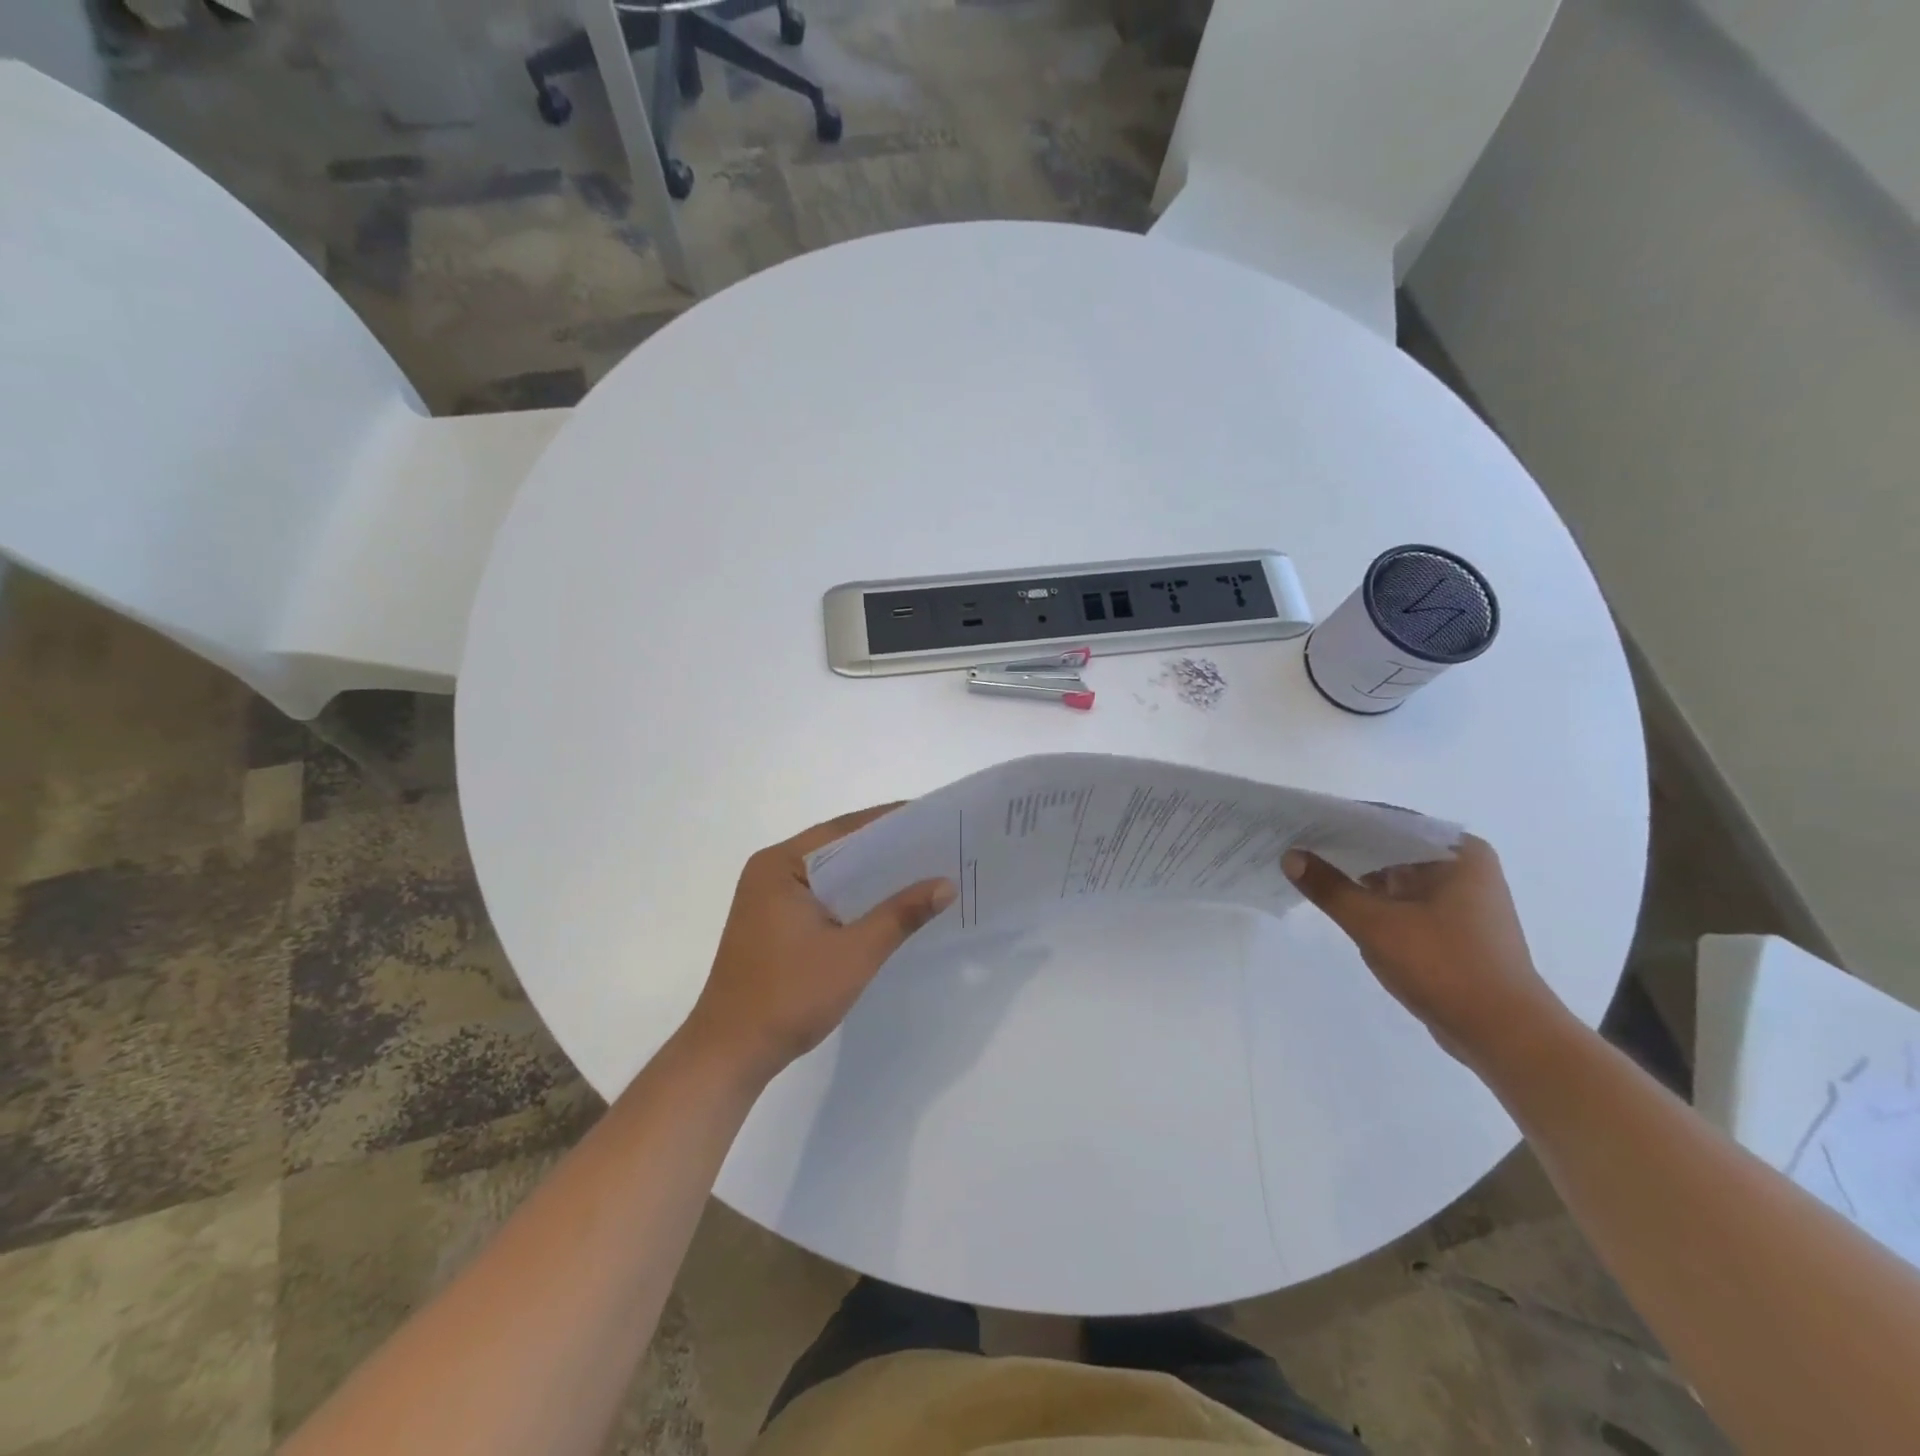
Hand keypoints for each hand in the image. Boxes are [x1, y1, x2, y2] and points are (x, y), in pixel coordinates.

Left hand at [681, 805, 955, 1082]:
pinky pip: (820, 896)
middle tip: (937, 845)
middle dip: (885, 849)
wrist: (730, 1054)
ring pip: (830, 875)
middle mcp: (770, 871)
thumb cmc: (789, 996)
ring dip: (869, 876)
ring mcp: (767, 899)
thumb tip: (946, 884)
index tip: (933, 819)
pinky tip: (886, 906)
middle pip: (837, 849)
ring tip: (922, 872)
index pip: (844, 830)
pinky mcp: (772, 924)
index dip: (890, 822)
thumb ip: (900, 914)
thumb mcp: (854, 953)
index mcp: (780, 865)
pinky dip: (852, 898)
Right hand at [1282, 836, 1571, 1067]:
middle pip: (1390, 846)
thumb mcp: (1376, 924)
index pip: (1387, 821)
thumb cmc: (1445, 967)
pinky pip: (1403, 899)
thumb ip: (1329, 887)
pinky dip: (1373, 899)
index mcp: (1458, 852)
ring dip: (1357, 875)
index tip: (1300, 822)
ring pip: (1395, 874)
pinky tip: (1338, 901)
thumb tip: (1290, 856)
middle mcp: (1463, 866)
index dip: (1341, 821)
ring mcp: (1460, 898)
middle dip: (1345, 848)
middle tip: (1293, 844)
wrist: (1505, 1036)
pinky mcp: (1453, 926)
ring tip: (1306, 869)